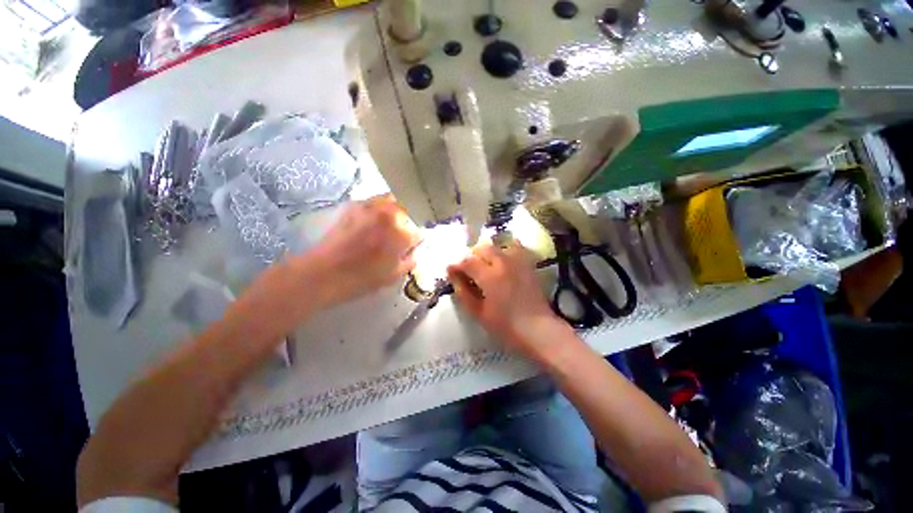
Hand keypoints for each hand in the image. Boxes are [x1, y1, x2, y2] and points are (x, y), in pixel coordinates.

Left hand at [300, 195, 421, 306]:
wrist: (324, 272)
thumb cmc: (362, 278)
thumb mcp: (394, 275)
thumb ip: (409, 261)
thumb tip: (413, 252)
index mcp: (402, 234)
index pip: (418, 233)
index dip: (413, 243)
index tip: (407, 249)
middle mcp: (390, 215)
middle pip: (408, 214)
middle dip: (405, 226)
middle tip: (397, 238)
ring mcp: (372, 208)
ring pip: (392, 201)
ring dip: (394, 212)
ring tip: (387, 225)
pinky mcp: (355, 206)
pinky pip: (374, 201)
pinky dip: (378, 207)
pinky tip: (372, 221)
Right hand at [447, 242, 570, 358]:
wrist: (538, 329)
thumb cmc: (505, 326)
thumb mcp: (478, 312)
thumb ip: (463, 291)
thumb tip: (452, 274)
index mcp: (490, 276)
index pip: (467, 261)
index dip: (457, 265)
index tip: (452, 271)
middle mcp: (504, 263)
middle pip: (483, 247)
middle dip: (472, 256)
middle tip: (469, 271)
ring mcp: (518, 261)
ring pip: (498, 245)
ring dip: (488, 252)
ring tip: (486, 265)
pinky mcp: (529, 264)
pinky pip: (516, 247)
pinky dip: (506, 250)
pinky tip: (504, 261)